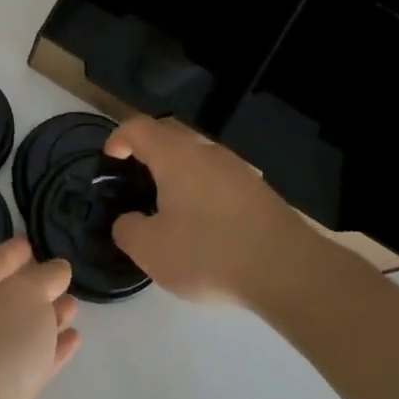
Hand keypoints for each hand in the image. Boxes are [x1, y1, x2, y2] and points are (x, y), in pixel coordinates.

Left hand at [0, 239, 79, 398]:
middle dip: (37, 284)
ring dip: (49, 315)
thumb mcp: (27, 295)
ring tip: (75, 303)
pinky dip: (54, 348)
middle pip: (10, 295)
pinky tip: (75, 338)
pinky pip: (35, 358)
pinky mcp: (9, 389)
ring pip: (25, 327)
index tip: (33, 240)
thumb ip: (45, 278)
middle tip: (65, 274)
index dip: (15, 250)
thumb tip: (56, 269)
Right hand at [105, 115, 330, 304]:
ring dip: (178, 173)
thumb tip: (128, 221)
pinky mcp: (260, 192)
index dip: (118, 138)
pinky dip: (203, 191)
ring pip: (198, 158)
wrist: (289, 271)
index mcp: (176, 156)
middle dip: (148, 151)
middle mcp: (207, 152)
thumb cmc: (209, 253)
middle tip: (136, 179)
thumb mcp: (151, 250)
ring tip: (169, 205)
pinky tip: (204, 225)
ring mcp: (238, 170)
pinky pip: (219, 179)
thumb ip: (128, 230)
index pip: (138, 128)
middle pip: (170, 136)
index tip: (110, 159)